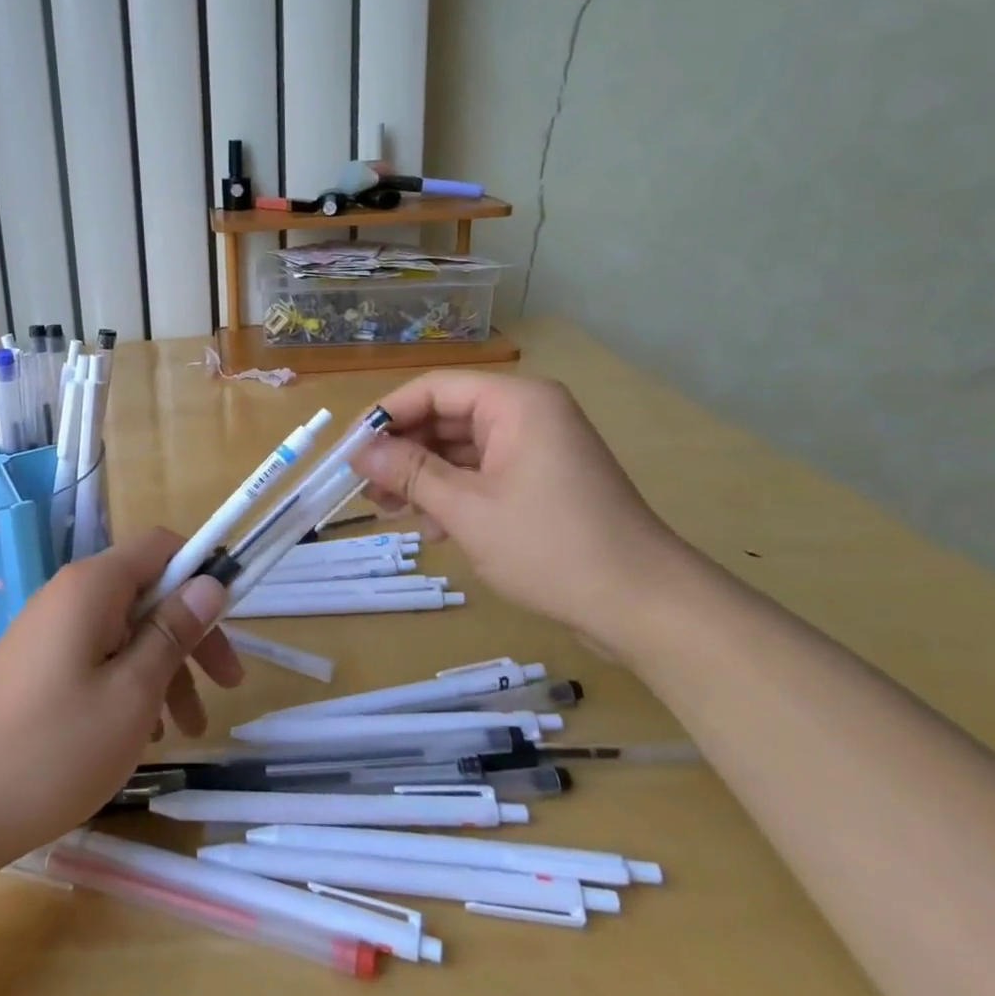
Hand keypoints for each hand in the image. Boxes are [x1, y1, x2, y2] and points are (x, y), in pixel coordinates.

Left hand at [0, 528, 242, 867]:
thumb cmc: (52, 749)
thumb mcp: (132, 693)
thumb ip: (173, 631)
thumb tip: (210, 581)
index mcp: (93, 586)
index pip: (161, 546)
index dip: (201, 572)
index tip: (230, 621)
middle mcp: (70, 594)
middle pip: (148, 592)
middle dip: (190, 634)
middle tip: (225, 688)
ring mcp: (50, 630)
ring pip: (126, 630)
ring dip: (164, 669)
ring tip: (184, 732)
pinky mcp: (38, 664)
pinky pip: (98, 655)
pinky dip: (129, 683)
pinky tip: (140, 735)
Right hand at [351, 371, 685, 645]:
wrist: (644, 606)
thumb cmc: (551, 547)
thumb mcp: (467, 510)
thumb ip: (409, 473)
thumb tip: (359, 451)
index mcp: (516, 402)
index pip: (433, 389)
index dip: (386, 415)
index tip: (350, 449)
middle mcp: (528, 413)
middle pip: (446, 417)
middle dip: (403, 452)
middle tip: (365, 487)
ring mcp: (538, 447)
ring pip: (461, 448)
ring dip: (424, 477)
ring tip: (390, 512)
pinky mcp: (543, 480)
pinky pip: (484, 472)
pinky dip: (454, 493)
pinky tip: (433, 529)